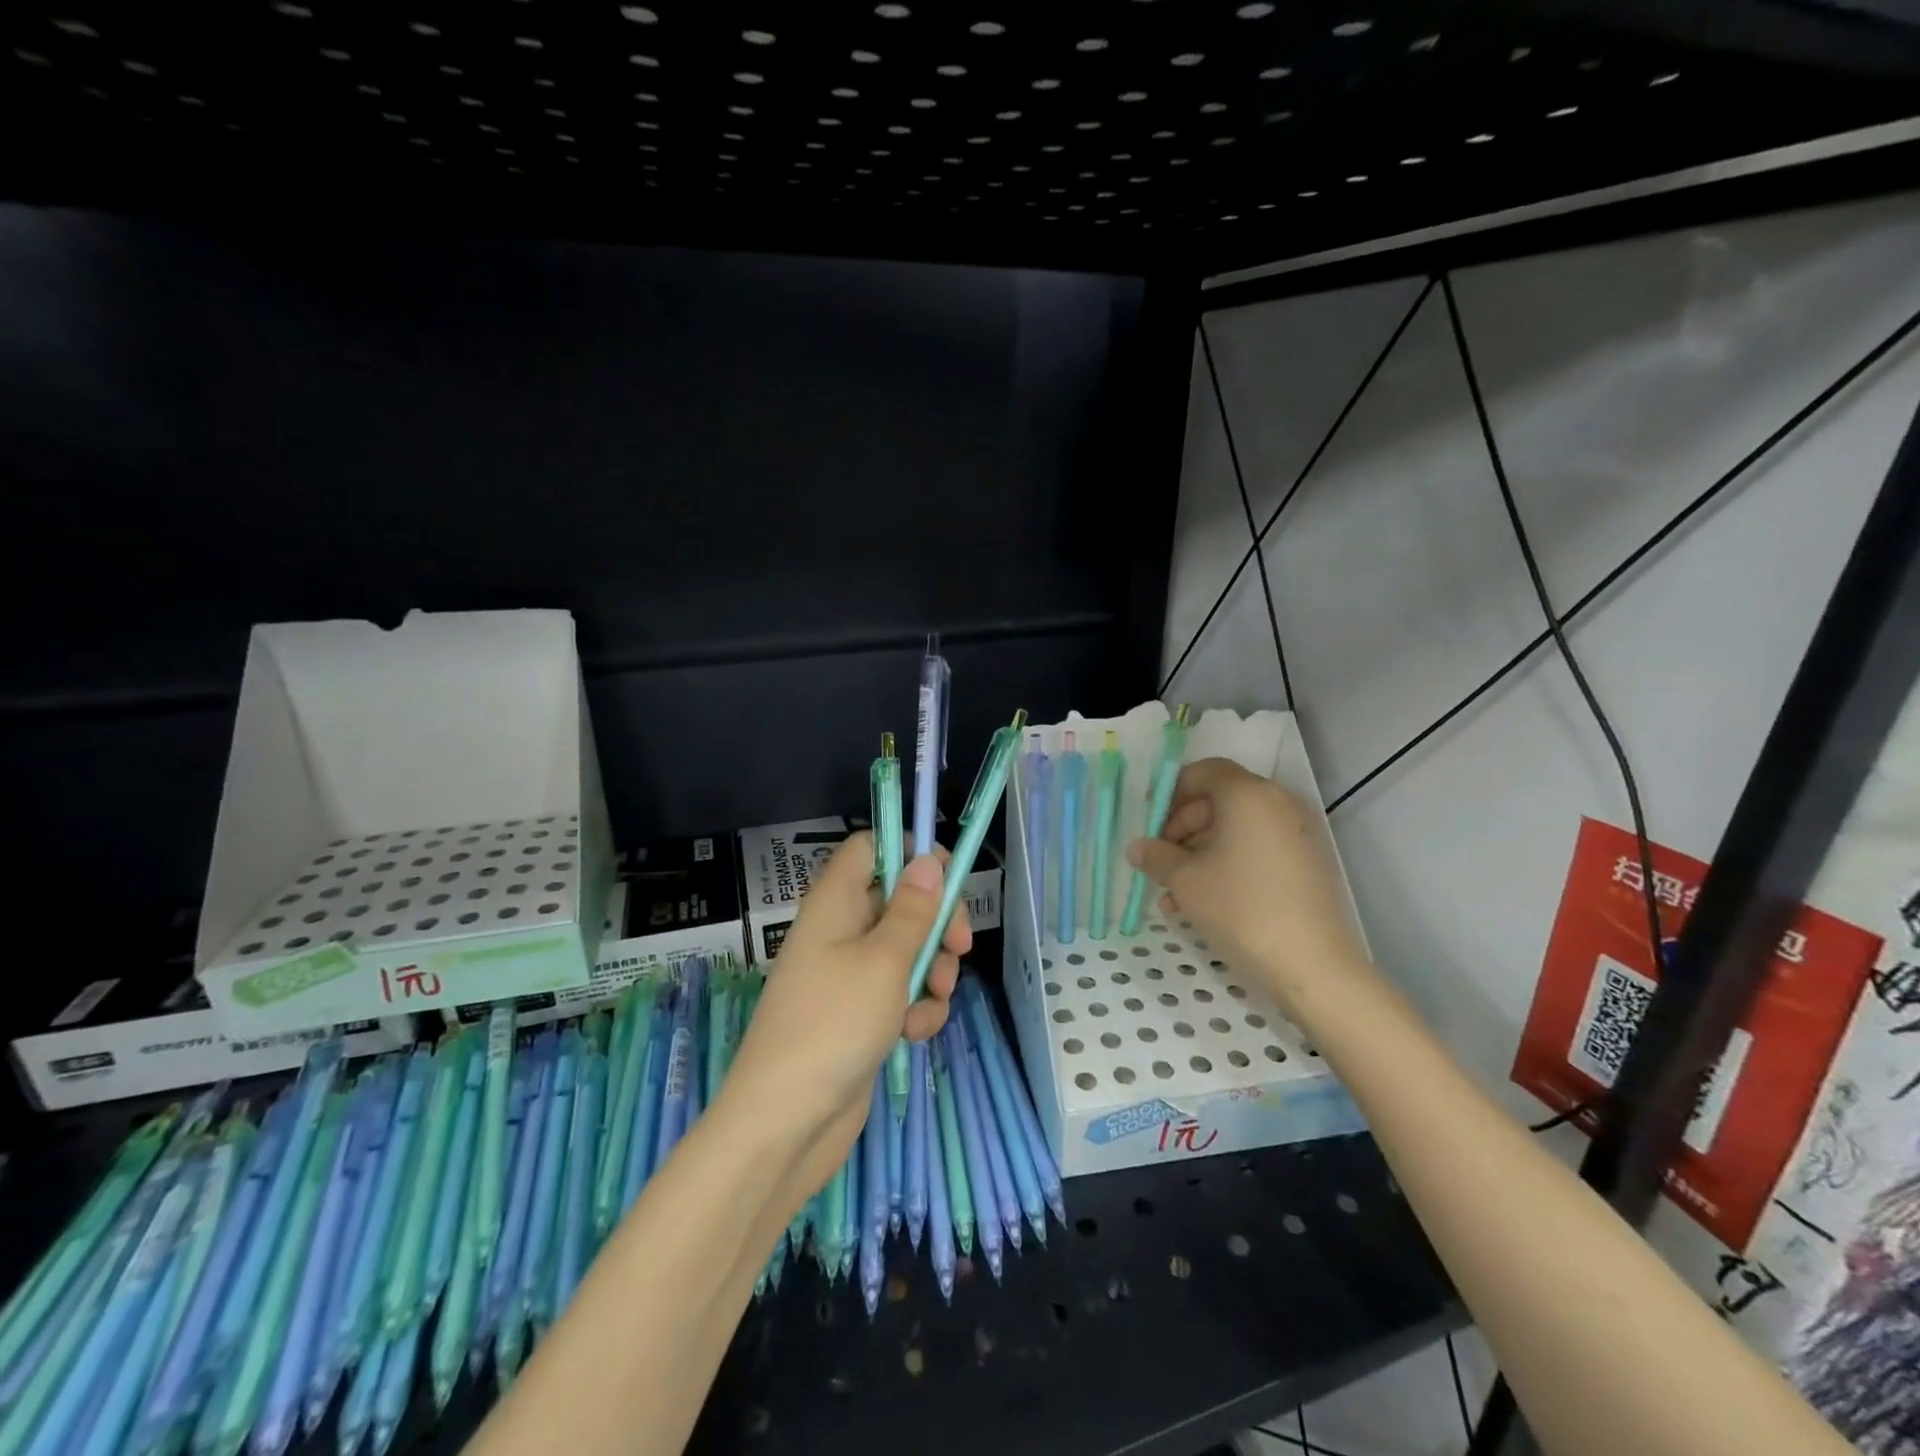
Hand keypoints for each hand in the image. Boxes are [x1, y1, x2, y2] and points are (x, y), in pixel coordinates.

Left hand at [720, 833, 970, 1207]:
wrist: (785, 1123)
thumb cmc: (834, 1024)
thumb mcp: (885, 961)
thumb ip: (913, 909)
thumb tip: (928, 860)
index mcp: (836, 902)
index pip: (871, 848)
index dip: (910, 853)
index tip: (948, 878)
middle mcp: (841, 930)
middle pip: (900, 899)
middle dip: (936, 923)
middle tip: (960, 946)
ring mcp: (849, 974)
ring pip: (908, 950)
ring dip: (933, 973)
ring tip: (932, 1002)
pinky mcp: (860, 1014)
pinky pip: (901, 992)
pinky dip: (915, 1008)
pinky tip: (914, 1034)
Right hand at [1127, 757, 1368, 1016]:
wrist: (1313, 967)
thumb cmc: (1241, 909)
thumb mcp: (1185, 881)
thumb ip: (1156, 856)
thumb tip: (1138, 848)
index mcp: (1248, 794)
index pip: (1203, 772)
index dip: (1170, 792)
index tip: (1149, 823)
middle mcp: (1277, 804)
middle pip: (1218, 801)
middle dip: (1181, 829)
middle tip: (1158, 862)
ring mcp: (1296, 834)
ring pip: (1235, 830)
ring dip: (1199, 853)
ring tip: (1172, 894)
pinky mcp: (1306, 864)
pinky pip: (1255, 850)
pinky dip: (1226, 865)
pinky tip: (1201, 902)